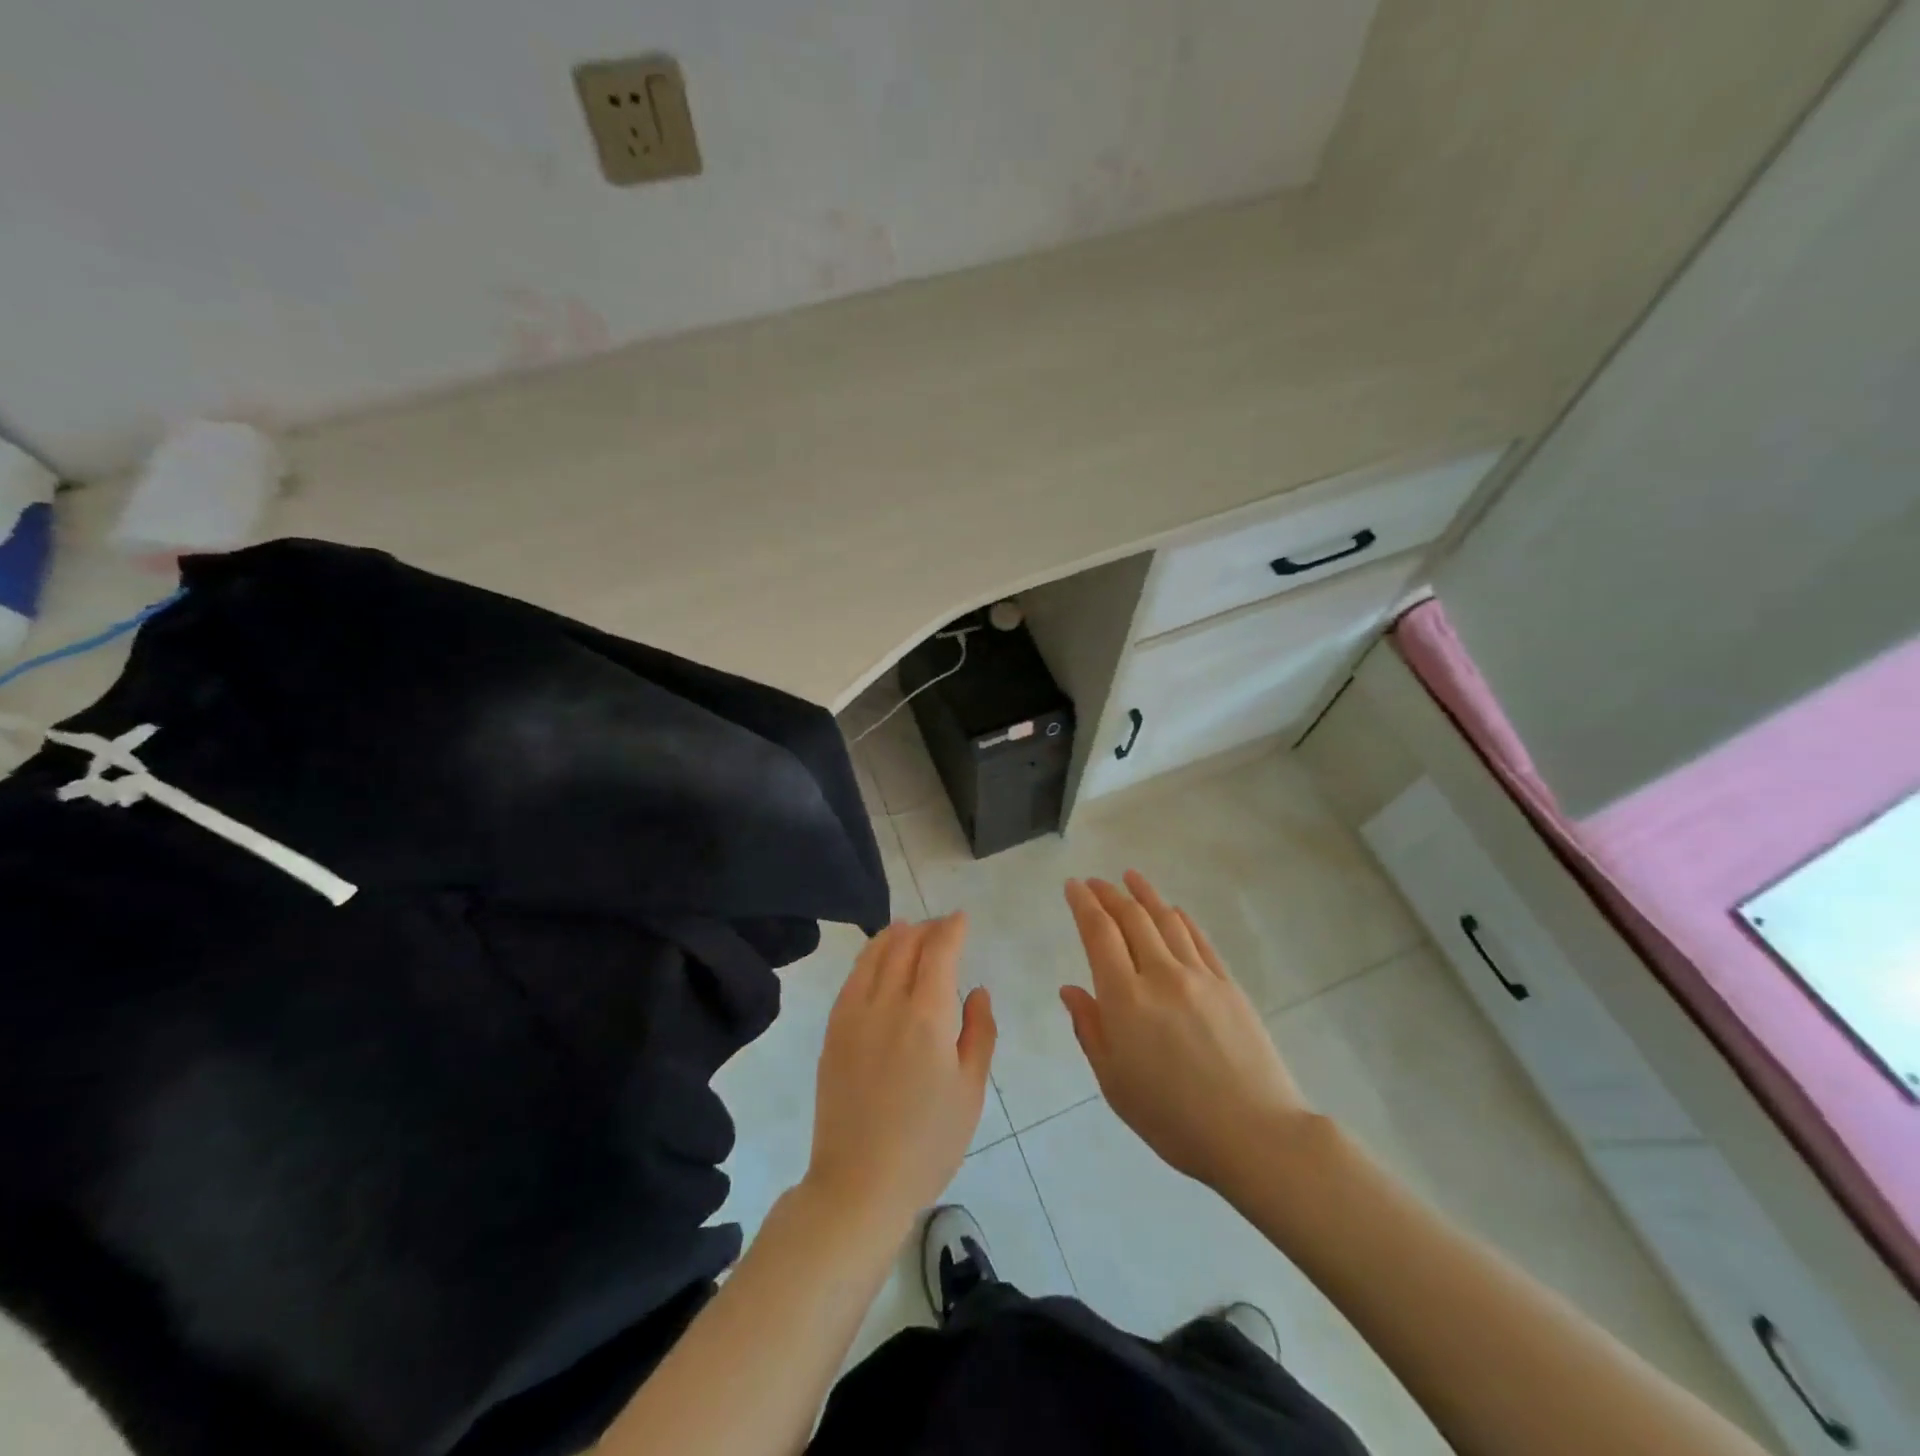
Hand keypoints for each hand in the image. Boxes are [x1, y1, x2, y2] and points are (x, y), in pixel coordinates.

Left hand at [807, 916, 996, 1232]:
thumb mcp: (970, 1090)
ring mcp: (853, 1015)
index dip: (951, 929)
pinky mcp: (833, 1031)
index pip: (938, 951)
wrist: (860, 1182)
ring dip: (895, 935)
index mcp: (926, 1016)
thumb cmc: (928, 1142)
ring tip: (909, 928)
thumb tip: (976, 992)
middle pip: (905, 945)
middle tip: (942, 926)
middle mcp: (887, 1003)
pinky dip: (868, 957)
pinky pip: (852, 978)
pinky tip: (877, 959)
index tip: (961, 918)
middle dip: (926, 928)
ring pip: (874, 955)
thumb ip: (979, 1032)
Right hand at [1061, 872, 1311, 1194]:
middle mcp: (1160, 975)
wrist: (1255, 1135)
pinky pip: (1199, 939)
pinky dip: (1181, 918)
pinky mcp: (1229, 986)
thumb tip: (1071, 990)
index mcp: (1125, 999)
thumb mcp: (1115, 1083)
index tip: (1073, 885)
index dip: (1084, 904)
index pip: (1099, 934)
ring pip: (1167, 921)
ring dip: (1145, 895)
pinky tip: (1174, 910)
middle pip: (1132, 918)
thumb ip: (1090, 1029)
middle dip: (1109, 894)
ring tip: (1130, 877)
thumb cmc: (1173, 1119)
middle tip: (1095, 881)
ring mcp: (1200, 976)